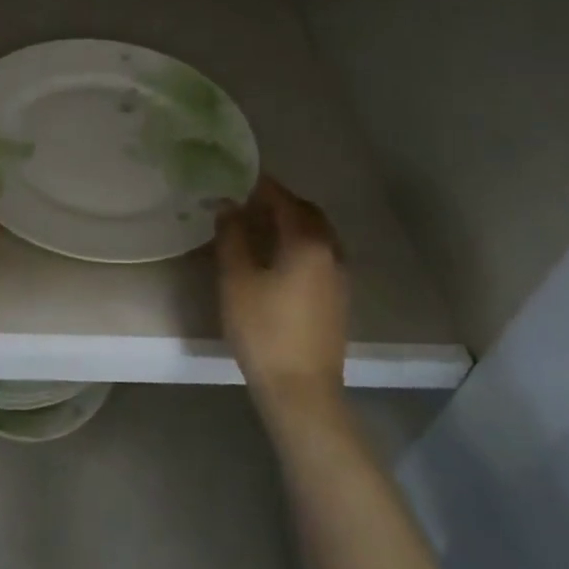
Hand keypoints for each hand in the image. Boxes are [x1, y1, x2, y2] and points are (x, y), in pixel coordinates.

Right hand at [215, 176, 348, 405]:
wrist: (301, 390)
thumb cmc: (263, 329)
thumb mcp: (236, 279)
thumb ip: (232, 237)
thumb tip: (228, 206)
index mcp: (307, 242)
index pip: (284, 200)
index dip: (261, 187)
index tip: (239, 178)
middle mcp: (331, 251)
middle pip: (308, 213)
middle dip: (280, 202)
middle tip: (249, 202)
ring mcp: (340, 276)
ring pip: (318, 234)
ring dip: (293, 223)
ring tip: (261, 227)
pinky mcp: (339, 298)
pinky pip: (321, 255)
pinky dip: (301, 244)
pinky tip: (278, 258)